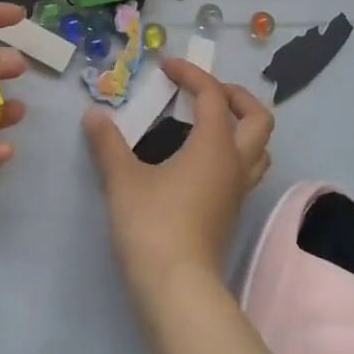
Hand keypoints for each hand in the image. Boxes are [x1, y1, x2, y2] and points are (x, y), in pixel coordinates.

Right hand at [82, 60, 273, 302]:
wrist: (176, 287)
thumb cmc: (152, 225)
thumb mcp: (123, 179)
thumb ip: (108, 144)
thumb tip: (94, 116)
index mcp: (215, 146)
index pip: (213, 96)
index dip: (191, 74)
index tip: (166, 67)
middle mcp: (235, 164)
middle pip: (258, 118)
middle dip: (235, 96)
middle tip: (204, 91)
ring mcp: (237, 191)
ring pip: (259, 148)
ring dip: (241, 126)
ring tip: (208, 122)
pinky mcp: (230, 212)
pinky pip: (245, 170)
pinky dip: (231, 152)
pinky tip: (200, 160)